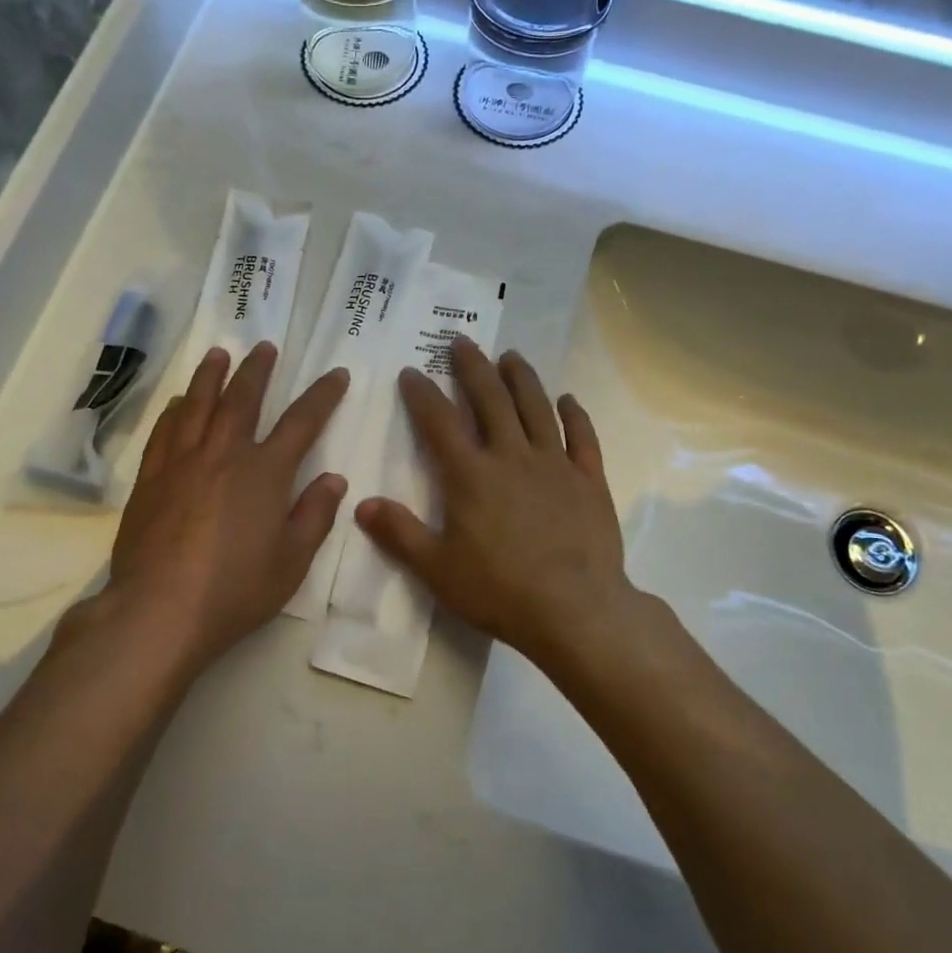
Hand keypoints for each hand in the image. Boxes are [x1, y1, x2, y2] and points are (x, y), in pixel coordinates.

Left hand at [97, 343, 349, 668]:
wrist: (160, 610)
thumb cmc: (236, 589)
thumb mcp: (292, 561)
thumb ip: (315, 515)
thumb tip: (333, 478)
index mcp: (265, 473)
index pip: (302, 422)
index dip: (322, 395)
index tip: (336, 374)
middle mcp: (224, 455)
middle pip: (243, 400)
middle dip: (257, 371)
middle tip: (264, 346)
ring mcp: (182, 463)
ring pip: (199, 406)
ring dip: (211, 377)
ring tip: (218, 354)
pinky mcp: (151, 480)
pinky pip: (164, 433)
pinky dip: (175, 412)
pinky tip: (179, 404)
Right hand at [354, 338, 646, 666]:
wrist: (575, 610)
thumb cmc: (500, 591)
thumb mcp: (437, 569)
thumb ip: (399, 533)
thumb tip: (361, 504)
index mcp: (471, 475)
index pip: (439, 422)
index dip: (422, 394)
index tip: (412, 371)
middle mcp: (512, 456)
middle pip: (490, 399)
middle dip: (472, 367)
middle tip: (462, 341)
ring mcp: (555, 464)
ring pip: (536, 407)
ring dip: (521, 378)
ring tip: (511, 356)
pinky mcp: (589, 480)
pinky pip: (582, 437)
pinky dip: (575, 415)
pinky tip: (568, 400)